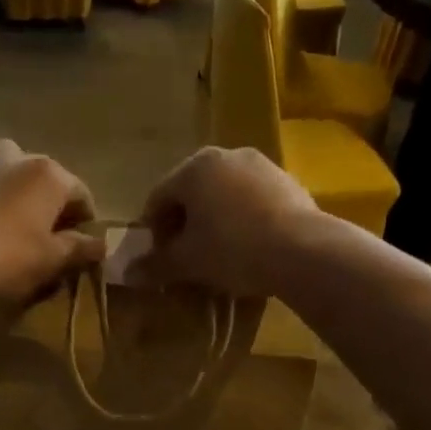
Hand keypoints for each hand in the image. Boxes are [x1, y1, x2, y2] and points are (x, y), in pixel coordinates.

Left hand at [0, 141, 105, 299]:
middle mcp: (17, 157)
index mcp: (49, 173)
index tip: (82, 245)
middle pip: (43, 179)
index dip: (85, 220)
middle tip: (48, 237)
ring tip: (14, 230)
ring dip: (17, 198)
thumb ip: (79, 247)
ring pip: (9, 178)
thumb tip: (101, 245)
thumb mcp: (52, 258)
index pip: (80, 193)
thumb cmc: (10, 256)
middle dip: (49, 204)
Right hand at [132, 147, 317, 296]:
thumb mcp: (187, 262)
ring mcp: (261, 165)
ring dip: (214, 222)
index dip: (153, 231)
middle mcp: (226, 155)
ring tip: (218, 255)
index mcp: (194, 167)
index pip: (158, 198)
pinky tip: (248, 248)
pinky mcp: (288, 181)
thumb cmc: (232, 249)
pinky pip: (252, 201)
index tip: (159, 258)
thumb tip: (127, 274)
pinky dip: (242, 220)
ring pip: (223, 196)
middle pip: (192, 193)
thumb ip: (155, 265)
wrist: (303, 251)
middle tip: (186, 257)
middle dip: (184, 225)